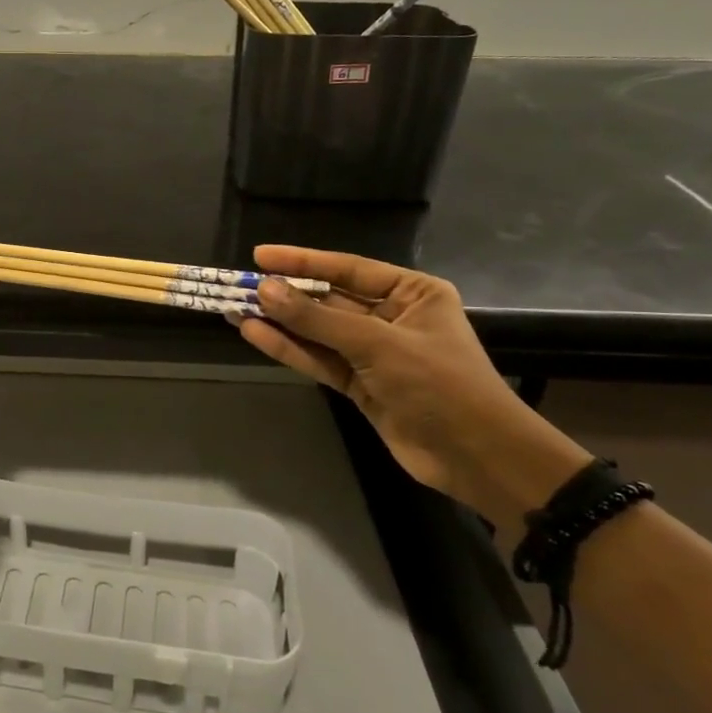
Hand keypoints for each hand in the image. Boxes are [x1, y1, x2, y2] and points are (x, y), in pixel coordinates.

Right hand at [236, 245, 590, 529]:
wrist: (477, 457)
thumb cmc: (439, 385)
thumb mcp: (377, 344)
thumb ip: (318, 318)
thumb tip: (265, 290)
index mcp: (411, 293)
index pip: (347, 269)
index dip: (302, 261)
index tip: (260, 255)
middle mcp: (391, 317)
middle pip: (328, 299)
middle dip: (285, 294)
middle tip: (238, 284)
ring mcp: (373, 352)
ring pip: (317, 331)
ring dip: (279, 322)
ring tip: (234, 308)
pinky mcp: (360, 384)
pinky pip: (318, 359)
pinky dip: (289, 349)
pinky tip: (254, 334)